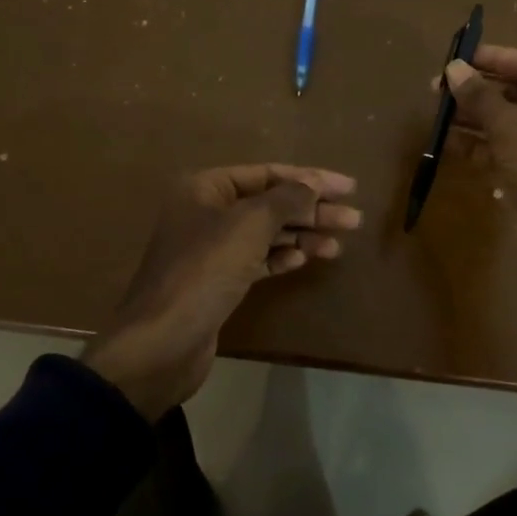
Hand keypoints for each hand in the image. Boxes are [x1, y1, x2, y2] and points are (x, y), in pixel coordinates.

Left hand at [83, 165, 361, 420]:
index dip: (310, 178)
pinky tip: (305, 259)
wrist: (163, 341)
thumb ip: (286, 199)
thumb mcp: (249, 225)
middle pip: (270, 204)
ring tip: (338, 244)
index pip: (267, 173)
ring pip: (266, 234)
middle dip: (312, 210)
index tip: (349, 187)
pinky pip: (257, 260)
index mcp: (206, 188)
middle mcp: (206, 212)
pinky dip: (282, 258)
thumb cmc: (205, 271)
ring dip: (302, 236)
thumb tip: (313, 184)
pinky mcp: (218, 282)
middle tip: (353, 220)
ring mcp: (211, 249)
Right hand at [442, 45, 516, 318]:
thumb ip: (480, 96)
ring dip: (473, 119)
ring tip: (435, 113)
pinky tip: (446, 142)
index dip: (495, 59)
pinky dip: (478, 147)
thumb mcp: (512, 127)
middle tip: (438, 88)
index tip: (459, 57)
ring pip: (507, 126)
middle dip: (479, 91)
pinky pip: (503, 153)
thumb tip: (453, 69)